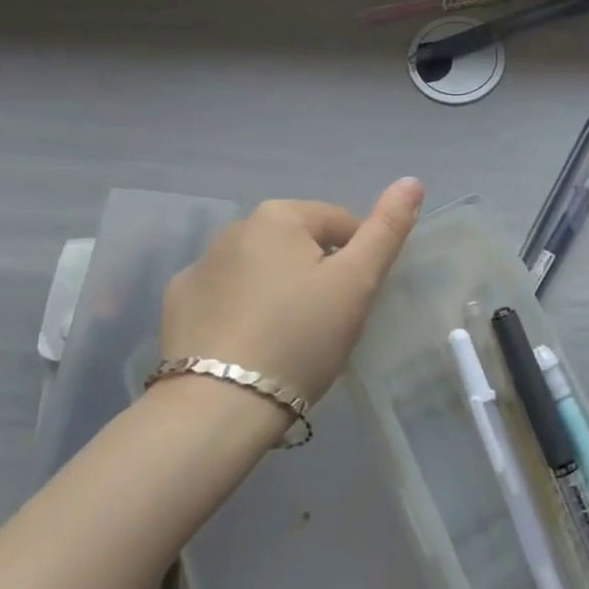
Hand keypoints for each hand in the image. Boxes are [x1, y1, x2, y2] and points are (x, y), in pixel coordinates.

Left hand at [159, 178, 424, 404]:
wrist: (218, 407)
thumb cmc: (300, 337)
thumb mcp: (357, 283)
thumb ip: (386, 229)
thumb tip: (411, 181)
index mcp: (279, 215)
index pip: (339, 223)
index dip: (358, 261)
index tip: (355, 303)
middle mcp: (234, 227)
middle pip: (298, 244)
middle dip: (317, 273)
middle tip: (327, 324)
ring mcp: (200, 265)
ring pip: (261, 268)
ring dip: (279, 289)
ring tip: (288, 339)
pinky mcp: (177, 303)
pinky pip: (225, 295)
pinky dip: (241, 309)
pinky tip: (248, 344)